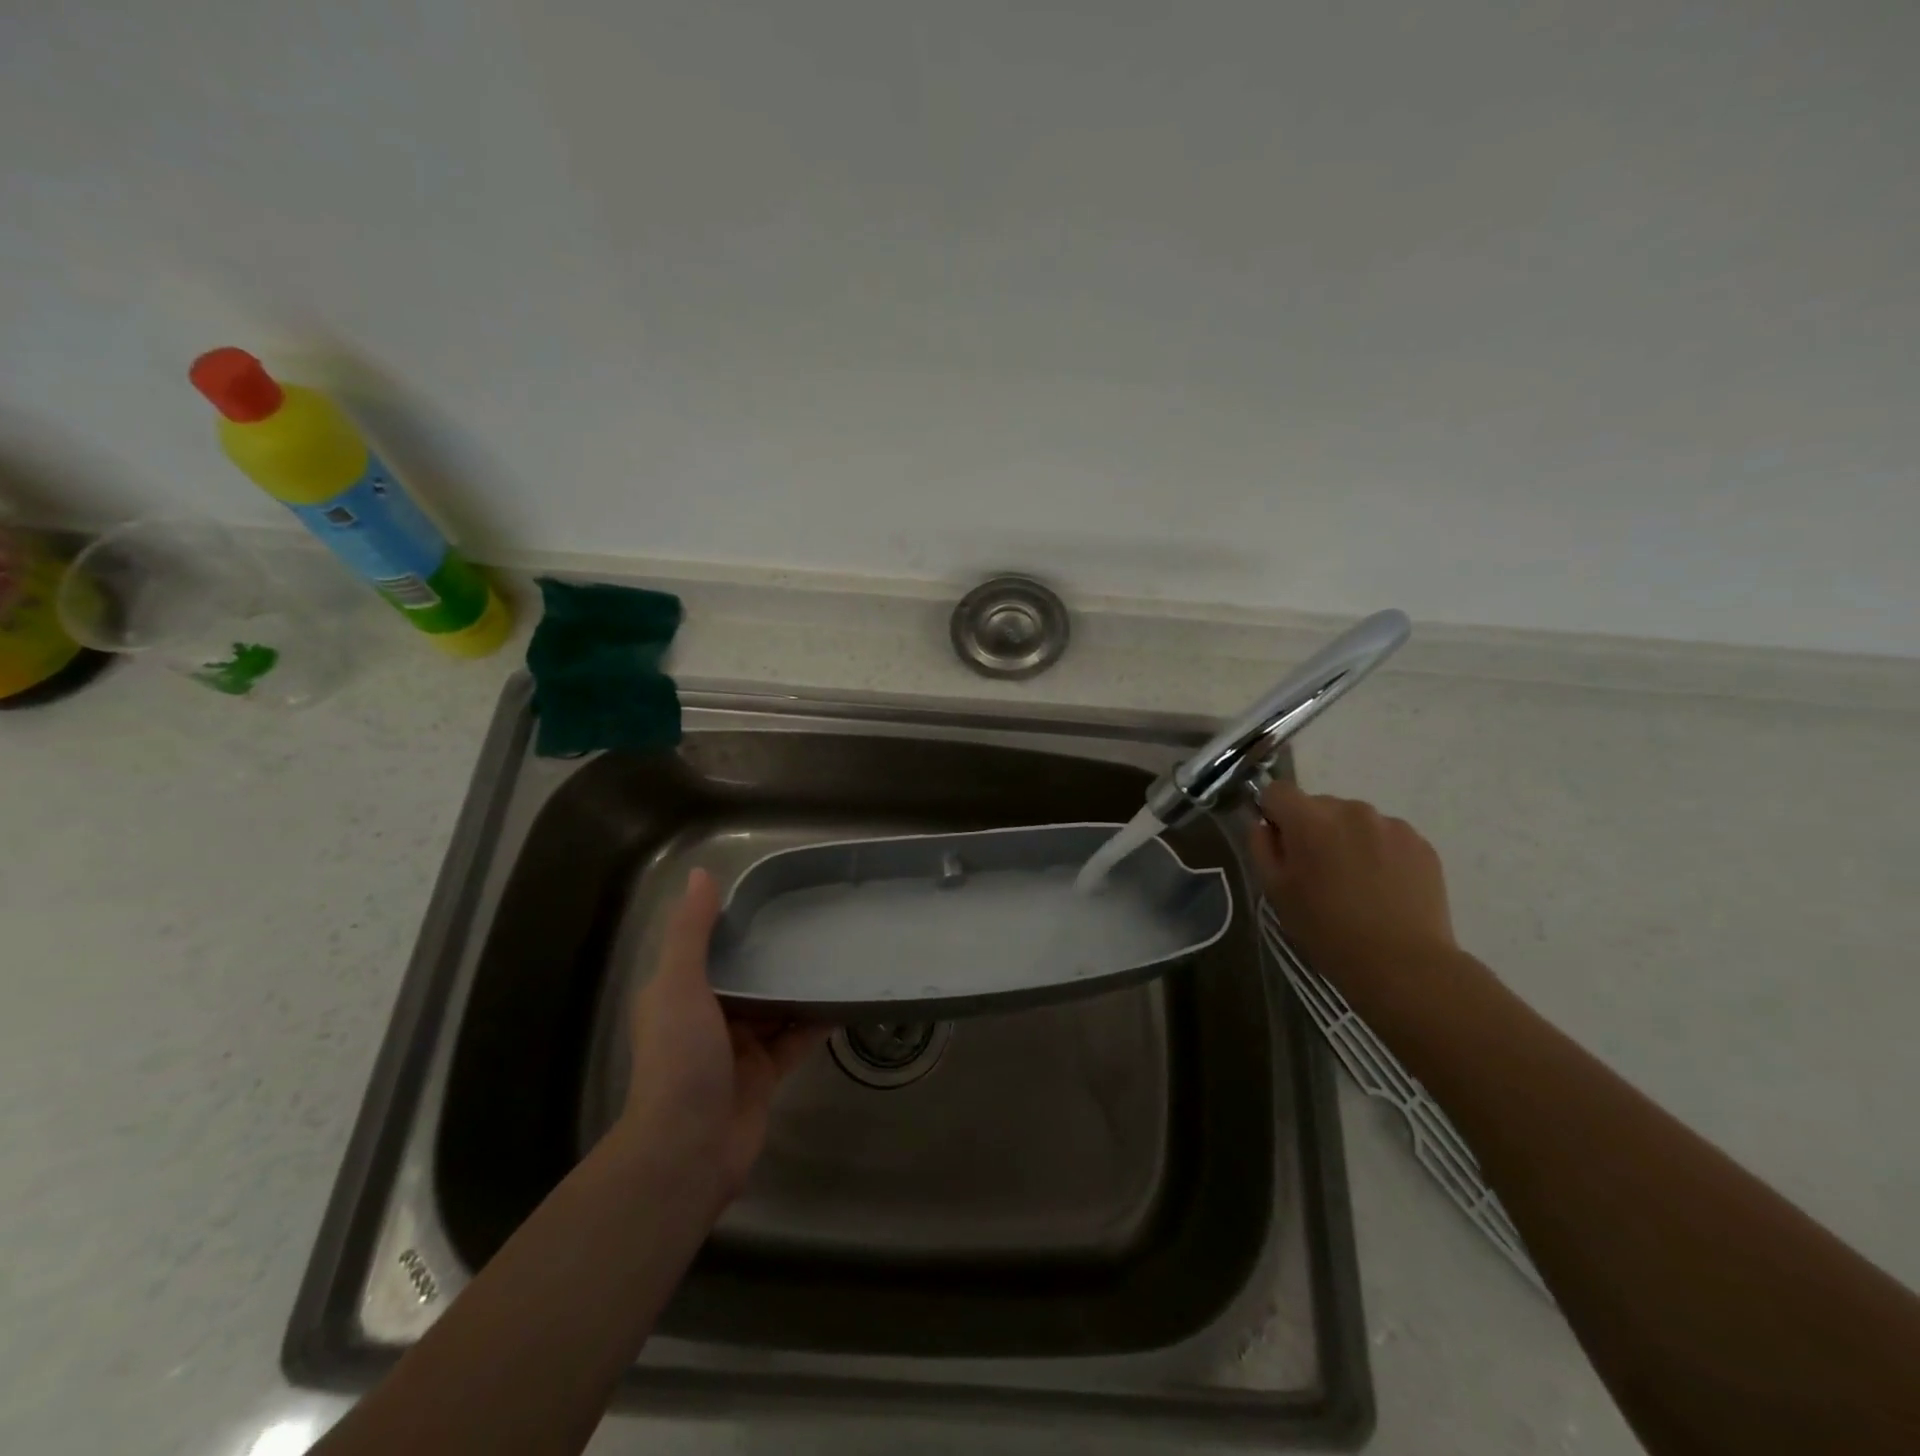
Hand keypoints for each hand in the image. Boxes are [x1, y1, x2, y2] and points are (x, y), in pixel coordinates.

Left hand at [622, 869, 828, 1211]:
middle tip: (816, 922)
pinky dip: (816, 1020)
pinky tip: (845, 998)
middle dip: (774, 954)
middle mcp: (706, 1017)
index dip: (737, 923)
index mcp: (679, 994)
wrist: (687, 1152)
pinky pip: (795, 1038)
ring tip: (836, 953)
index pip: (710, 948)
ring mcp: (738, 1048)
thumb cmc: (679, 1059)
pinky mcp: (765, 1074)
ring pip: (774, 1006)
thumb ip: (691, 932)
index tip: (774, 898)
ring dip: (798, 986)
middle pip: (746, 976)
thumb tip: (701, 873)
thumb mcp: (678, 986)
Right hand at [1248, 781, 1457, 999]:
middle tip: (1317, 872)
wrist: (1403, 964)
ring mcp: (1391, 824)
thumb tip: (1265, 826)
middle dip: (1312, 829)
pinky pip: (1386, 836)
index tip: (1280, 845)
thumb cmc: (1327, 930)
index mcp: (1309, 819)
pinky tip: (1382, 888)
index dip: (1272, 813)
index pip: (1277, 790)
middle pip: (1318, 805)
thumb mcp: (1276, 892)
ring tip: (1355, 883)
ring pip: (1354, 820)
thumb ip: (1262, 848)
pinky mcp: (1421, 843)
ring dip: (1347, 839)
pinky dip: (1379, 852)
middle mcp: (1351, 810)